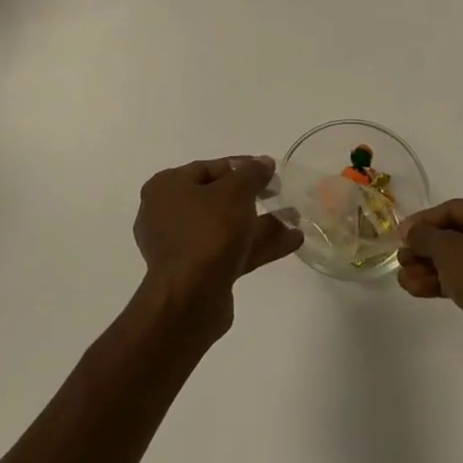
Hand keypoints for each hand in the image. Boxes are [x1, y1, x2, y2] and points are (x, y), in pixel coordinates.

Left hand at [134, 156, 302, 335]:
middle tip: (280, 192)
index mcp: (167, 187)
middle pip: (218, 198)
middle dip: (254, 196)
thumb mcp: (236, 192)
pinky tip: (292, 240)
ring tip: (296, 217)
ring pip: (227, 227)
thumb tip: (263, 162)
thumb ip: (252, 173)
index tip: (269, 170)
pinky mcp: (198, 273)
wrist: (190, 300)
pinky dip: (257, 244)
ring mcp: (183, 247)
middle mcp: (168, 214)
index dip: (242, 166)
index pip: (208, 168)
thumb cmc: (207, 232)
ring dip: (261, 222)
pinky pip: (231, 250)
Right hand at [398, 197, 462, 370]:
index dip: (422, 222)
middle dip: (425, 249)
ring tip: (403, 279)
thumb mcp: (446, 249)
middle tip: (401, 259)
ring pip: (460, 259)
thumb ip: (424, 236)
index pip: (451, 209)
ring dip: (430, 268)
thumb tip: (410, 231)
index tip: (399, 235)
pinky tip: (417, 290)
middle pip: (455, 235)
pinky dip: (445, 281)